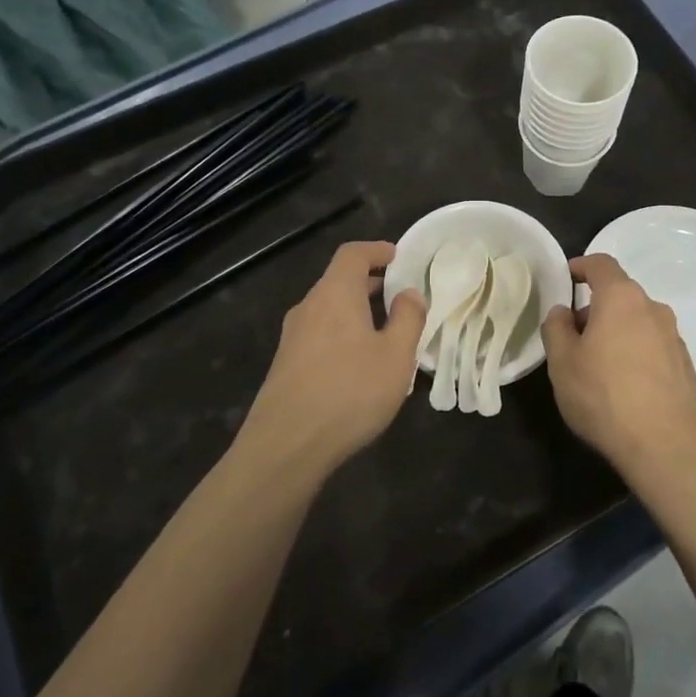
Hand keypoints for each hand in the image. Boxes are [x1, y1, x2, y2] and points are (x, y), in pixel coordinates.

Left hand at [238, 241, 426, 479]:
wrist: (286, 446)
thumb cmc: (350, 392)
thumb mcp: (396, 356)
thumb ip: (408, 318)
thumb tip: (410, 293)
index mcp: (335, 294)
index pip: (353, 254)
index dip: (377, 250)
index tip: (399, 257)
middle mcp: (309, 306)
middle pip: (339, 280)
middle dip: (371, 283)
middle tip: (401, 296)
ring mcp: (292, 337)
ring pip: (329, 309)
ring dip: (357, 311)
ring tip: (386, 332)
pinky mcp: (285, 364)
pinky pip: (320, 334)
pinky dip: (343, 333)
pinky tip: (360, 364)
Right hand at [541, 253, 695, 480]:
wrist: (668, 446)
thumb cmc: (605, 396)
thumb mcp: (562, 362)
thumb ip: (556, 328)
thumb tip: (563, 311)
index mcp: (621, 298)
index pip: (601, 264)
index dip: (580, 265)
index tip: (565, 277)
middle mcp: (653, 308)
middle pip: (619, 295)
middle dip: (594, 308)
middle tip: (572, 337)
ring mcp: (674, 337)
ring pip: (636, 322)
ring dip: (615, 332)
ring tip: (595, 366)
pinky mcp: (685, 365)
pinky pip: (652, 346)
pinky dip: (633, 353)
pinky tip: (622, 386)